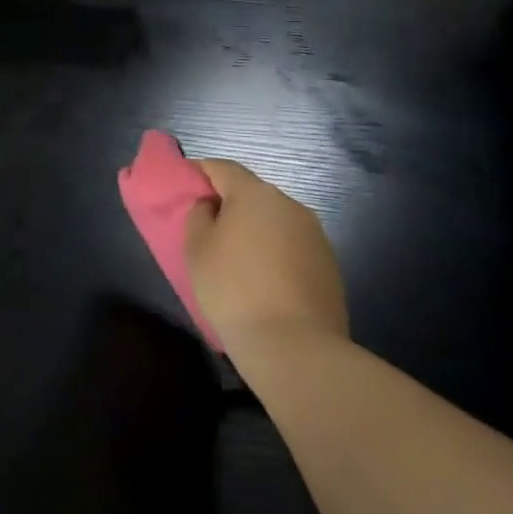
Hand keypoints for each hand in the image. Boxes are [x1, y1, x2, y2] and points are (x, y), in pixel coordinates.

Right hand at [184, 159, 347, 362]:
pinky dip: (274, 250)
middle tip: (206, 225)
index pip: (222, 167)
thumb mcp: (196, 248)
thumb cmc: (233, 288)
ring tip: (235, 256)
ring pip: (274, 219)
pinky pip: (292, 244)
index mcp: (255, 194)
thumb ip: (199, 215)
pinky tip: (263, 278)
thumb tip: (212, 206)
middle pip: (251, 192)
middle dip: (228, 202)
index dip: (199, 172)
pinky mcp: (329, 264)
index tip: (183, 187)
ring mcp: (315, 235)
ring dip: (254, 228)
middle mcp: (290, 205)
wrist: (295, 346)